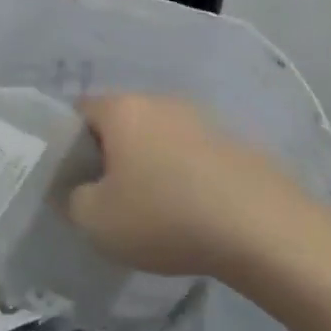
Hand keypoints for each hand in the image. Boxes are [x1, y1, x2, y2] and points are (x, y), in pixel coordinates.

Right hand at [67, 93, 324, 279]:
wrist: (263, 229)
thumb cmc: (164, 217)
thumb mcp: (96, 221)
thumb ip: (70, 200)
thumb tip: (73, 190)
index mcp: (122, 109)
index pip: (79, 111)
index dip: (68, 143)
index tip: (71, 178)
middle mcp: (161, 101)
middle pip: (121, 121)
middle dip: (110, 153)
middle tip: (106, 195)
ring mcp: (203, 118)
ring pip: (159, 136)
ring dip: (149, 163)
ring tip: (151, 206)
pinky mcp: (235, 142)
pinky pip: (192, 153)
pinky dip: (183, 174)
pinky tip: (190, 209)